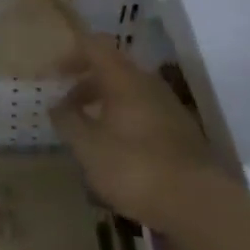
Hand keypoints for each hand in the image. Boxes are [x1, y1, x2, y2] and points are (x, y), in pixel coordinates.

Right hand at [49, 36, 230, 232]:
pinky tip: (116, 151)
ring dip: (103, 105)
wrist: (199, 203)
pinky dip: (123, 121)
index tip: (51, 76)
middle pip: (111, 68)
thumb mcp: (89, 147)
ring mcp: (168, 106)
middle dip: (84, 84)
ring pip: (128, 92)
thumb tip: (56, 105)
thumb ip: (68, 121)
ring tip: (87, 133)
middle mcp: (147, 83)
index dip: (69, 55)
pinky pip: (143, 112)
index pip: (93, 45)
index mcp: (123, 77)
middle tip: (65, 107)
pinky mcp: (180, 131)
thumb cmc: (135, 168)